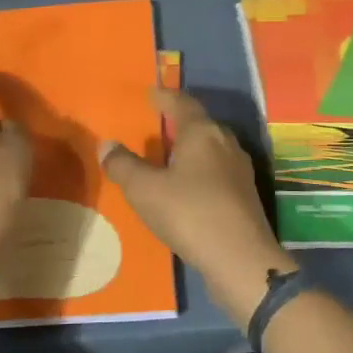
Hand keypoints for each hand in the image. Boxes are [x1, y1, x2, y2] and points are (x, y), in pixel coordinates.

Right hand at [102, 89, 294, 325]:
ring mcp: (240, 169)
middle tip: (157, 124)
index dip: (164, 96)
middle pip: (200, 123)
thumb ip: (123, 165)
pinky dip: (200, 171)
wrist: (240, 259)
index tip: (150, 92)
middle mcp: (225, 142)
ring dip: (191, 148)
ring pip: (211, 148)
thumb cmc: (189, 214)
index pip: (181, 103)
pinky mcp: (245, 195)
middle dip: (179, 122)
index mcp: (202, 132)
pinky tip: (188, 187)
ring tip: (170, 156)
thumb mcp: (144, 190)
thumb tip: (106, 144)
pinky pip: (217, 171)